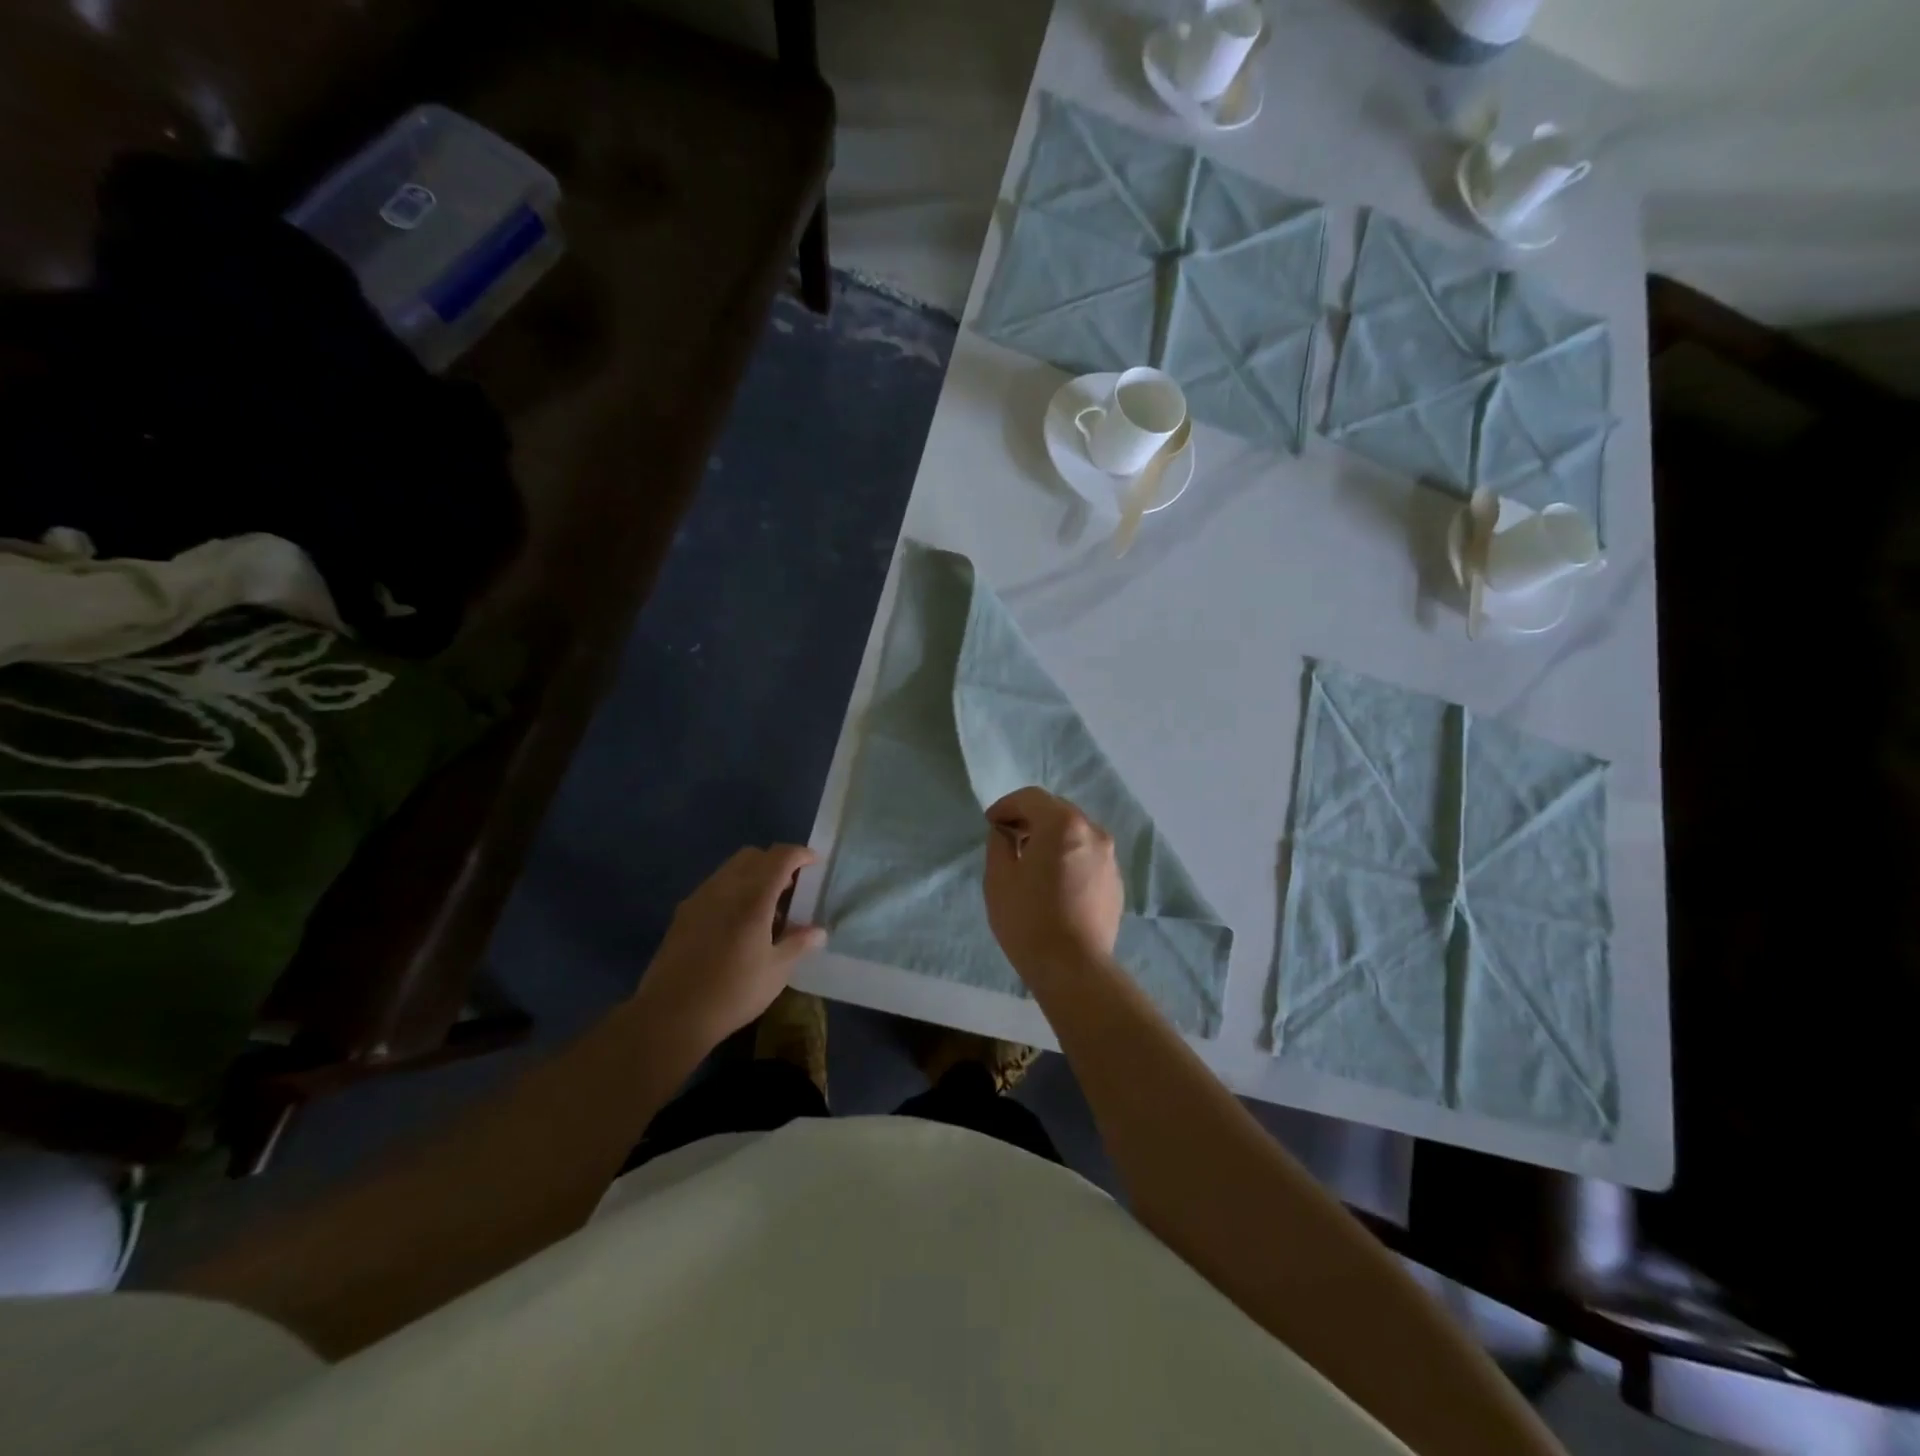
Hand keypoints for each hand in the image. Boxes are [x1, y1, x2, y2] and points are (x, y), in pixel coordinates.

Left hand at [637, 845, 827, 1050]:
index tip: (814, 864)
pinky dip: (732, 890)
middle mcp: (724, 888)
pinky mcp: (682, 914)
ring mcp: (699, 899)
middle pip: (752, 856)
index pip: (780, 857)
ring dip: (752, 876)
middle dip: (775, 862)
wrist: (670, 1015)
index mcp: (753, 898)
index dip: (800, 854)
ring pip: (730, 869)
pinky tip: (737, 923)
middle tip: (790, 888)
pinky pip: (714, 887)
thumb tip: (819, 931)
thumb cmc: (732, 993)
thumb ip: (798, 944)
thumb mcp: (776, 972)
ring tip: (765, 909)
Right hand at [982, 787, 1122, 981]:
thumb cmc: (1028, 919)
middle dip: (1030, 819)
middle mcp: (1092, 831)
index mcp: (1062, 824)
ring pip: (1075, 833)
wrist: (1073, 967)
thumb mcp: (998, 878)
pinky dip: (1069, 857)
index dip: (1006, 806)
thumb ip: (999, 843)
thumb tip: (1006, 833)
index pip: (1031, 798)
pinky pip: (1087, 856)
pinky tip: (1054, 883)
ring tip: (1031, 862)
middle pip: (1057, 811)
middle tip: (1008, 838)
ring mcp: (1109, 857)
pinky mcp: (1116, 881)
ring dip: (1051, 838)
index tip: (990, 824)